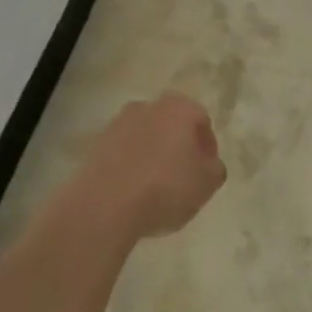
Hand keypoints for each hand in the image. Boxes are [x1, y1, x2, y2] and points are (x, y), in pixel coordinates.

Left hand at [85, 93, 224, 238]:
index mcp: (178, 107)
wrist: (104, 205)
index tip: (206, 170)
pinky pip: (123, 152)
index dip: (207, 146)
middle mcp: (147, 106)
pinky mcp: (96, 144)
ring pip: (145, 137)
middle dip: (179, 146)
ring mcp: (118, 123)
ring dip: (153, 154)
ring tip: (156, 187)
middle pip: (171, 124)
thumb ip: (215, 168)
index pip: (202, 120)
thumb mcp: (207, 183)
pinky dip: (131, 165)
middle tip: (184, 176)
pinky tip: (133, 191)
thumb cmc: (165, 188)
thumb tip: (208, 163)